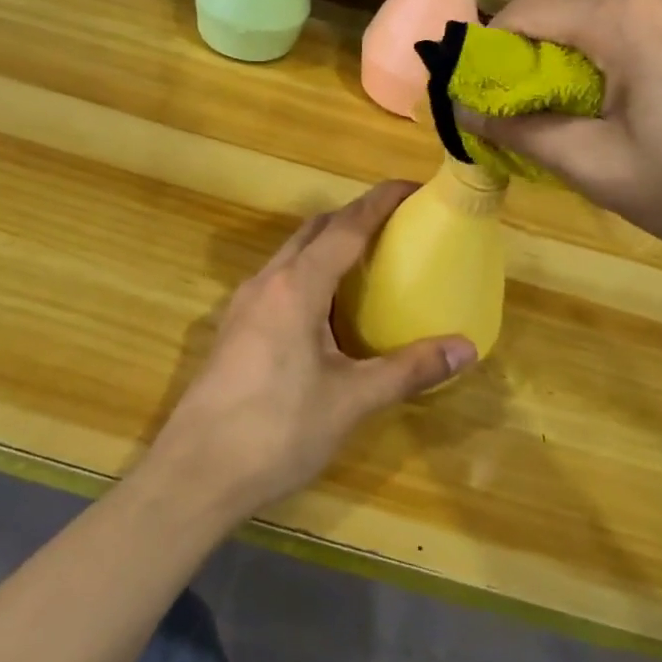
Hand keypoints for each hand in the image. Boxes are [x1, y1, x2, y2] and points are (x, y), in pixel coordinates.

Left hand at [148, 182, 477, 520]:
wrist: (195, 474)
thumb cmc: (277, 430)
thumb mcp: (351, 400)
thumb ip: (409, 370)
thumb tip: (466, 349)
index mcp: (297, 286)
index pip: (345, 226)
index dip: (380, 202)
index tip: (412, 187)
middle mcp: (267, 282)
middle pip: (314, 230)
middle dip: (354, 217)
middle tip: (395, 226)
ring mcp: (244, 304)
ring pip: (292, 253)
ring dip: (328, 244)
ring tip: (367, 261)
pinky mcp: (235, 328)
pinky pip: (279, 279)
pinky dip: (309, 272)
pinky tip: (326, 308)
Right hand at [471, 0, 661, 273]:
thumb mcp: (603, 170)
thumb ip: (527, 134)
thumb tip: (467, 112)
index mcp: (631, 22)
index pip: (535, 7)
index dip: (497, 39)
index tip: (488, 80)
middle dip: (550, 21)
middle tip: (550, 80)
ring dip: (598, 22)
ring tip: (607, 84)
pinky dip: (643, 28)